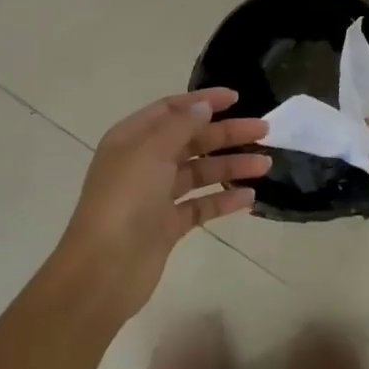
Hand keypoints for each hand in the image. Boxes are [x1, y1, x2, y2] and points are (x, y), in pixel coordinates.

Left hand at [55, 87, 269, 321]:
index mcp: (132, 139)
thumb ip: (180, 125)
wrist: (103, 270)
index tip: (236, 98)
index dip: (203, 101)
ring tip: (265, 164)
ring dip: (231, 166)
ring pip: (200, 173)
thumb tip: (203, 106)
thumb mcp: (150, 152)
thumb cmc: (125, 200)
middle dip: (226, 134)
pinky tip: (249, 197)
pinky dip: (224, 200)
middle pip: (191, 140)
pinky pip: (201, 205)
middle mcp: (144, 163)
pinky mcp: (168, 226)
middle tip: (264, 130)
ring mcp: (156, 196)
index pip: (171, 110)